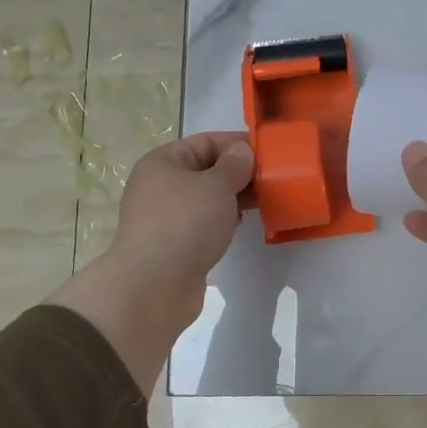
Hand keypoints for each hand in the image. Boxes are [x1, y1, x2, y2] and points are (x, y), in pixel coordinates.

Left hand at [110, 131, 253, 315]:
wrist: (154, 285)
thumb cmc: (186, 224)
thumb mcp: (217, 186)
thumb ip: (235, 165)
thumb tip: (242, 152)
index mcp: (163, 162)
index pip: (206, 141)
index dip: (238, 144)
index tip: (269, 154)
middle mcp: (160, 185)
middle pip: (206, 170)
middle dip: (238, 174)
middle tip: (272, 180)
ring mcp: (165, 217)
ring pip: (206, 199)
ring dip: (233, 199)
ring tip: (263, 203)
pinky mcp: (174, 244)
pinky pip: (203, 223)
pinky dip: (222, 222)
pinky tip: (241, 227)